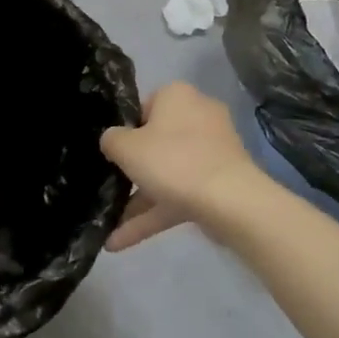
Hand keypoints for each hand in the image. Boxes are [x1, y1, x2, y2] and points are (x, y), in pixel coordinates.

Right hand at [100, 83, 264, 249]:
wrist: (230, 201)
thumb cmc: (172, 161)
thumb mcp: (126, 147)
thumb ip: (111, 140)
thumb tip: (112, 140)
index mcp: (177, 96)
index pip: (143, 107)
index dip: (125, 131)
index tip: (112, 154)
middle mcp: (198, 116)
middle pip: (156, 142)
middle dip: (132, 172)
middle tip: (110, 188)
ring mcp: (212, 151)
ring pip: (168, 173)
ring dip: (139, 202)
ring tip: (108, 232)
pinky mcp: (219, 182)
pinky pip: (181, 194)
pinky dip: (155, 215)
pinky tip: (121, 242)